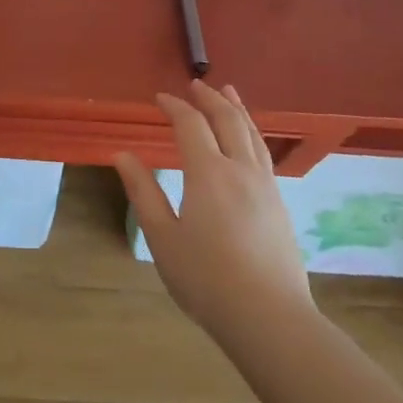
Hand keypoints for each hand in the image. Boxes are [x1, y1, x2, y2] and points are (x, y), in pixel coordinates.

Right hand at [114, 79, 311, 341]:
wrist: (269, 318)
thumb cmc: (206, 278)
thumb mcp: (162, 237)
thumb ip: (143, 192)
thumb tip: (123, 155)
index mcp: (208, 173)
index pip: (191, 124)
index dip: (175, 106)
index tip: (160, 98)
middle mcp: (241, 169)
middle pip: (228, 120)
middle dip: (210, 98)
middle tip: (196, 84)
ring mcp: (266, 186)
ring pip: (252, 134)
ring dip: (237, 109)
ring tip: (229, 93)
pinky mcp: (279, 204)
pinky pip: (264, 152)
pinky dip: (252, 133)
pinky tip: (249, 140)